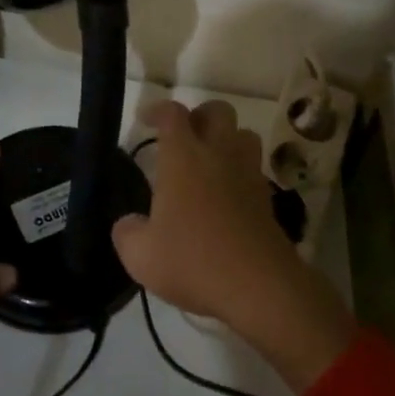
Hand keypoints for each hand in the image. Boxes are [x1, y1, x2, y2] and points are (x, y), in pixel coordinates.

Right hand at [112, 101, 355, 394]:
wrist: (259, 286)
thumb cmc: (194, 261)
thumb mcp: (141, 256)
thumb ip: (127, 232)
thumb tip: (129, 223)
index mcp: (184, 157)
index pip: (173, 114)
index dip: (157, 109)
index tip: (146, 119)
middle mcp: (219, 153)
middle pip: (217, 111)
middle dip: (199, 116)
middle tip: (182, 139)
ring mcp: (248, 173)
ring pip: (244, 134)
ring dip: (226, 139)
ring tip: (209, 162)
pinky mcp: (267, 197)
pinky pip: (254, 167)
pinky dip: (240, 170)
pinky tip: (227, 195)